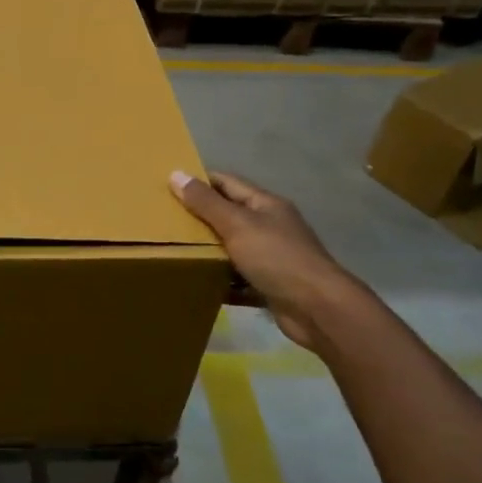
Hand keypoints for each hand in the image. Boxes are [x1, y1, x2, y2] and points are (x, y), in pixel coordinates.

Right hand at [172, 169, 363, 351]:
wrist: (317, 309)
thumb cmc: (277, 258)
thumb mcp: (237, 225)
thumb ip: (206, 203)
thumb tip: (175, 174)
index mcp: (266, 205)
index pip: (227, 183)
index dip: (200, 182)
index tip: (169, 186)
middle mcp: (270, 228)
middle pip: (229, 216)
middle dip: (200, 218)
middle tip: (164, 221)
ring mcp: (272, 258)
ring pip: (232, 249)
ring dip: (208, 252)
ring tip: (174, 252)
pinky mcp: (269, 286)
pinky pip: (237, 280)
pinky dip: (219, 282)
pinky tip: (197, 284)